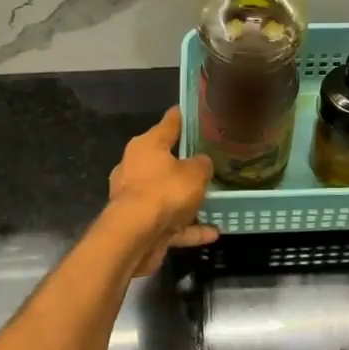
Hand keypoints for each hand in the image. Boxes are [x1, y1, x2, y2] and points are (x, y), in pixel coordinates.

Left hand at [108, 107, 218, 275]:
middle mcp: (136, 167)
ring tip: (214, 200)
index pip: (169, 123)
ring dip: (188, 200)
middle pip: (165, 160)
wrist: (134, 237)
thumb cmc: (164, 192)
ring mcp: (136, 197)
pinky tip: (213, 232)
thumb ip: (203, 164)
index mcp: (146, 145)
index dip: (184, 117)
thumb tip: (202, 162)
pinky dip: (189, 227)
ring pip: (167, 193)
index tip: (197, 112)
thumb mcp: (195, 173)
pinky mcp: (140, 224)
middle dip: (186, 162)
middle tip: (210, 160)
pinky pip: (170, 222)